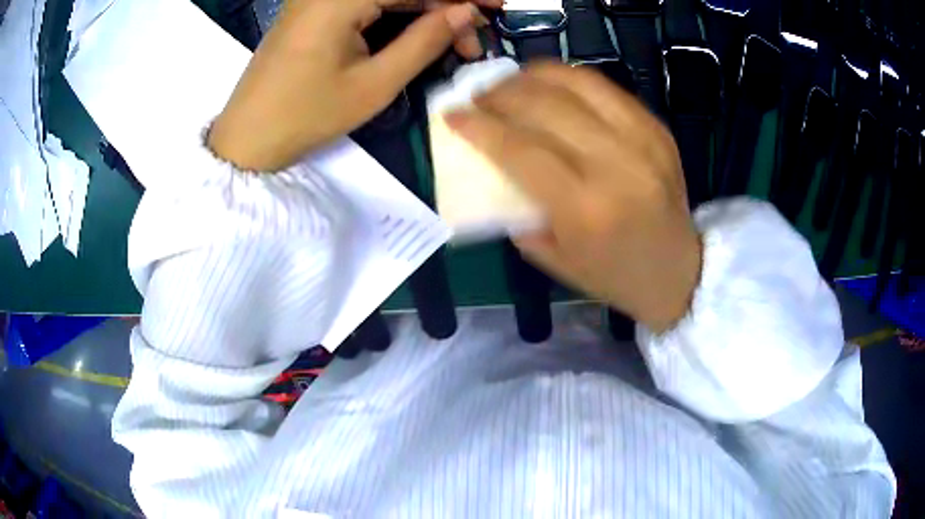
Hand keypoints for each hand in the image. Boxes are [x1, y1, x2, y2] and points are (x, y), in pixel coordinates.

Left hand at [209, 0, 500, 170]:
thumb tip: (466, 12)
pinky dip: (399, 12)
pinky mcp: (315, 7)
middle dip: (445, 3)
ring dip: (425, 9)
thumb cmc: (306, 116)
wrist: (247, 137)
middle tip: (476, 33)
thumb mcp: (374, 84)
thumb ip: (424, 41)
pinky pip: (368, 1)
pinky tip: (420, 29)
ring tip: (455, 38)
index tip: (498, 6)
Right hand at [445, 64, 702, 332]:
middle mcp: (616, 165)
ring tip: (511, 83)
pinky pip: (605, 88)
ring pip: (577, 83)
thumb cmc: (613, 275)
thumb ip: (517, 208)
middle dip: (500, 93)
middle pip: (545, 105)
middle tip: (479, 97)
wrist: (679, 272)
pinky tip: (550, 87)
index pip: (519, 148)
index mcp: (585, 209)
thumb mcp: (553, 257)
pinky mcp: (657, 128)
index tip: (453, 114)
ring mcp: (643, 140)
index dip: (478, 125)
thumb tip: (491, 163)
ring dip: (533, 76)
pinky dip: (569, 79)